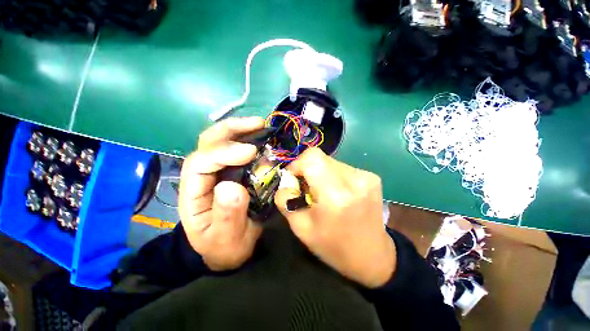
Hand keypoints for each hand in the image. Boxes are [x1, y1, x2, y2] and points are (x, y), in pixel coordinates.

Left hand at [178, 117, 263, 270]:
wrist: (228, 249)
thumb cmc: (224, 246)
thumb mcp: (225, 238)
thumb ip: (228, 215)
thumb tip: (232, 186)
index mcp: (194, 194)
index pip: (200, 163)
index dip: (224, 152)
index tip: (251, 151)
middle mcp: (203, 177)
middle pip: (208, 143)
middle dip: (231, 129)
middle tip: (258, 123)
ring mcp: (218, 172)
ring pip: (221, 141)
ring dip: (241, 130)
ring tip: (262, 126)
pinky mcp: (232, 172)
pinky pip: (236, 150)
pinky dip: (249, 140)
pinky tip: (262, 139)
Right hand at [275, 148, 395, 287]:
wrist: (373, 256)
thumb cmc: (334, 246)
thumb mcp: (301, 228)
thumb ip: (286, 200)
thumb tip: (284, 181)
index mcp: (335, 195)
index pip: (312, 157)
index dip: (297, 164)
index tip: (294, 179)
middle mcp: (354, 180)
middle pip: (320, 157)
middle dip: (307, 169)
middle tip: (307, 189)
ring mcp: (366, 176)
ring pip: (331, 162)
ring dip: (321, 173)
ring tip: (323, 193)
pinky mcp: (372, 176)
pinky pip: (342, 168)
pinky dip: (333, 176)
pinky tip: (337, 193)